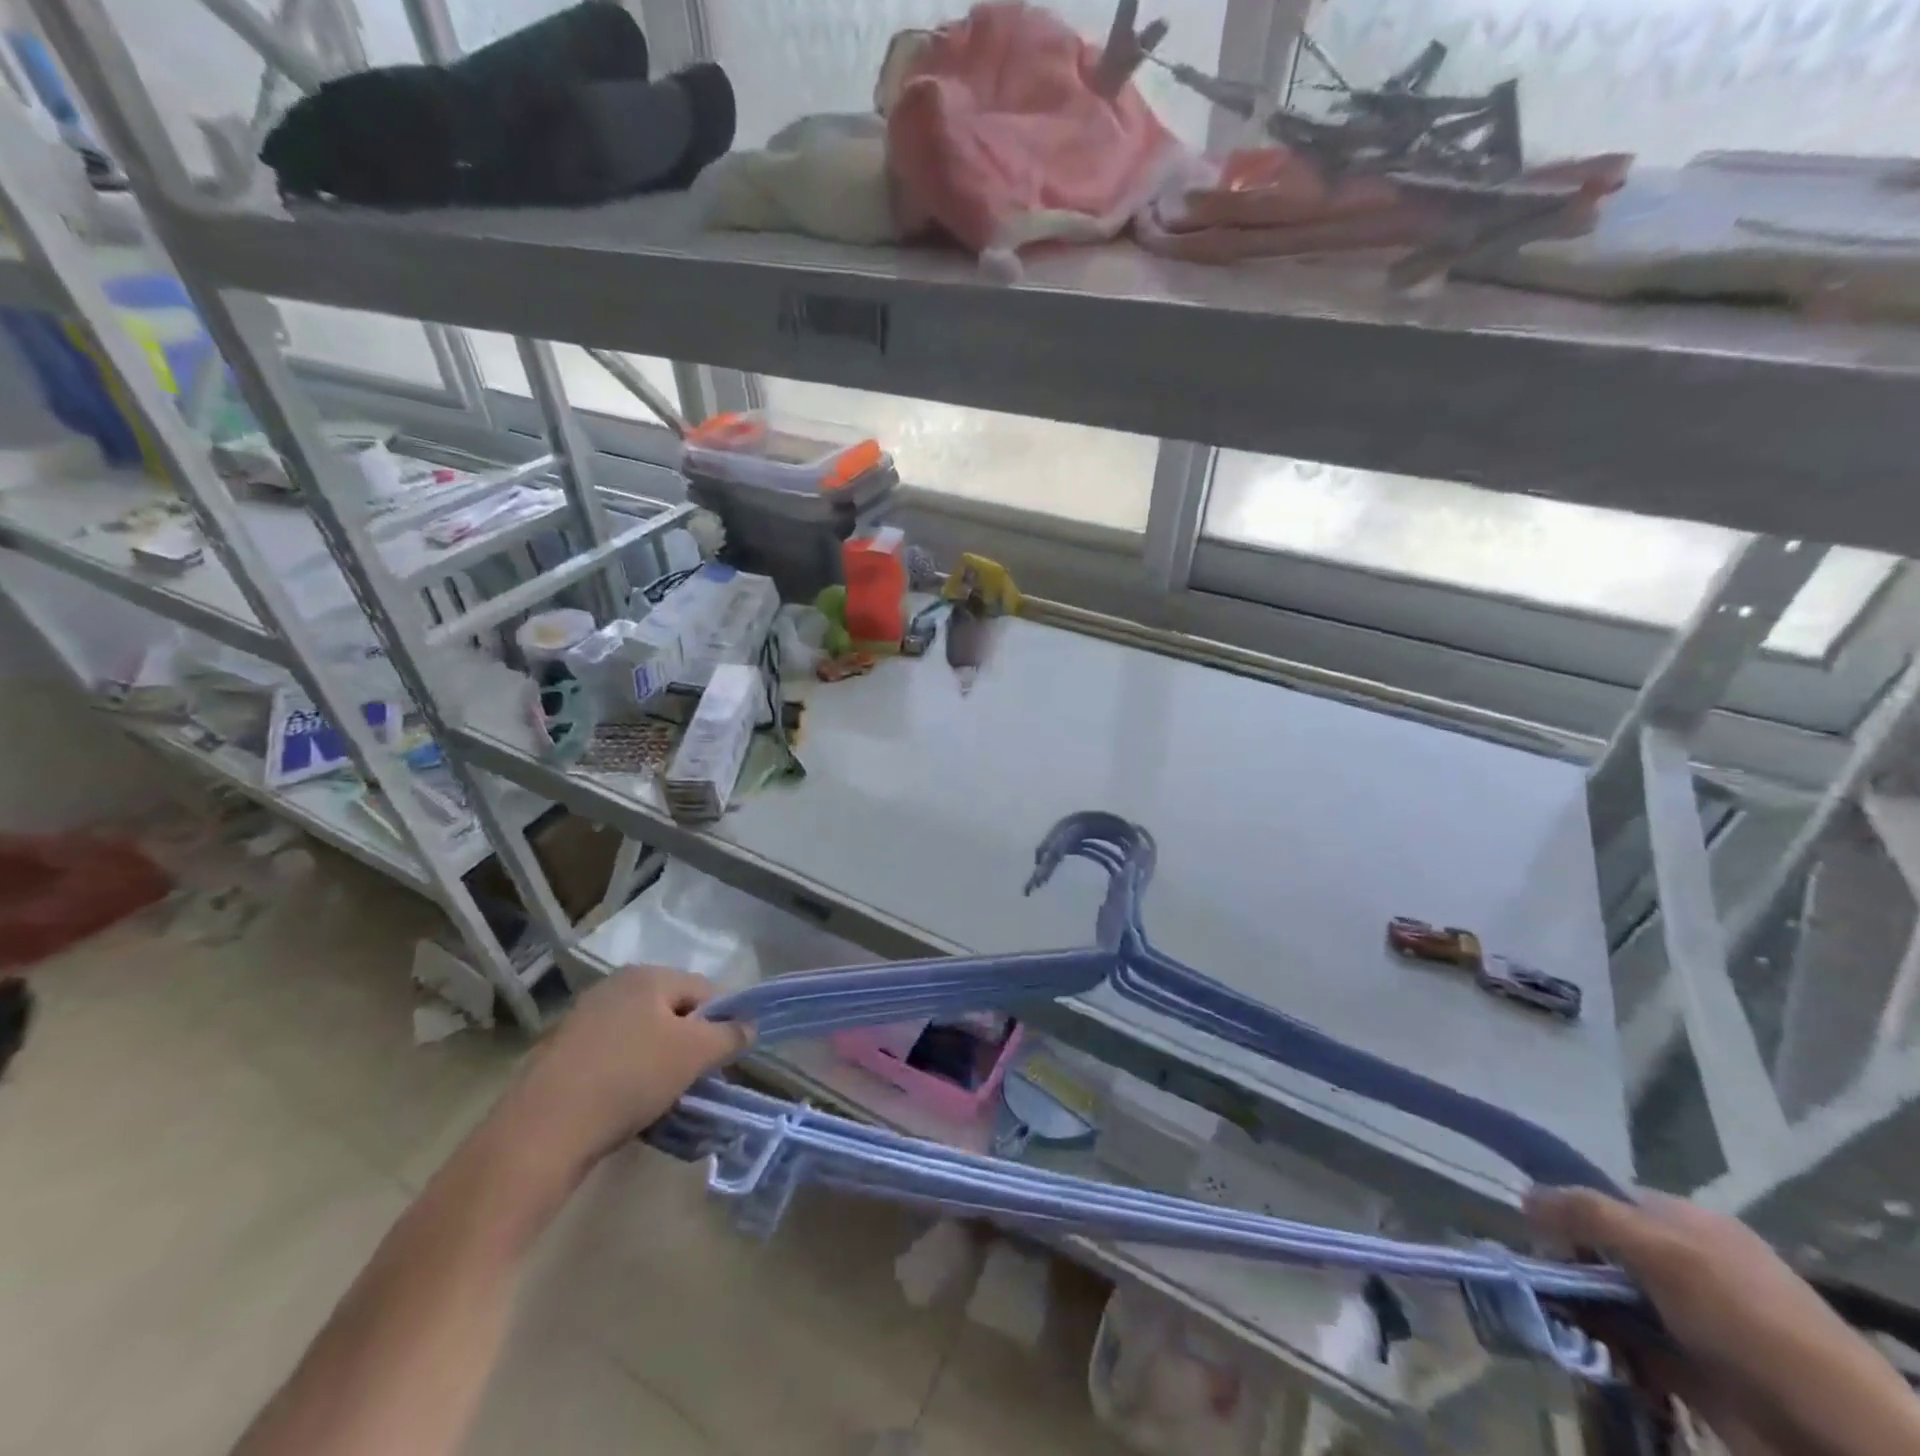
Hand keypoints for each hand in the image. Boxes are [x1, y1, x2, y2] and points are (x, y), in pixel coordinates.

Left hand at [502, 965, 752, 1180]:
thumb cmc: (629, 1078)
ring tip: (666, 1097)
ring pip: (644, 1036)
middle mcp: (614, 986)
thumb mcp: (695, 1054)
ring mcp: (584, 1018)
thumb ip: (730, 1035)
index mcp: (648, 975)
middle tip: (700, 1079)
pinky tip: (630, 1105)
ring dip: (662, 1061)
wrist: (542, 1131)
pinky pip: (615, 1056)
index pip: (706, 989)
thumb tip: (749, 1025)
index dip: (726, 1021)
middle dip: (692, 1043)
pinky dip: (630, 1075)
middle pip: (674, 1011)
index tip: (730, 1058)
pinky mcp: (562, 1053)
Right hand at [1528, 1187, 1919, 1455]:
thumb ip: (1587, 1213)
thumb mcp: (1664, 1251)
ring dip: (1576, 1307)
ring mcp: (1687, 1319)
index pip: (1604, 1198)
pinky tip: (1581, 1348)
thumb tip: (1522, 1194)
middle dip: (1565, 1263)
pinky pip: (1624, 1344)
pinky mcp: (1687, 1369)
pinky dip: (1599, 1345)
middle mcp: (1684, 1263)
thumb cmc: (1752, 1325)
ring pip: (1606, 1298)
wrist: (1845, 1444)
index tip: (1533, 1233)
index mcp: (1686, 1223)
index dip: (1565, 1209)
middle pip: (1600, 1248)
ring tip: (1552, 1319)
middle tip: (1538, 1281)